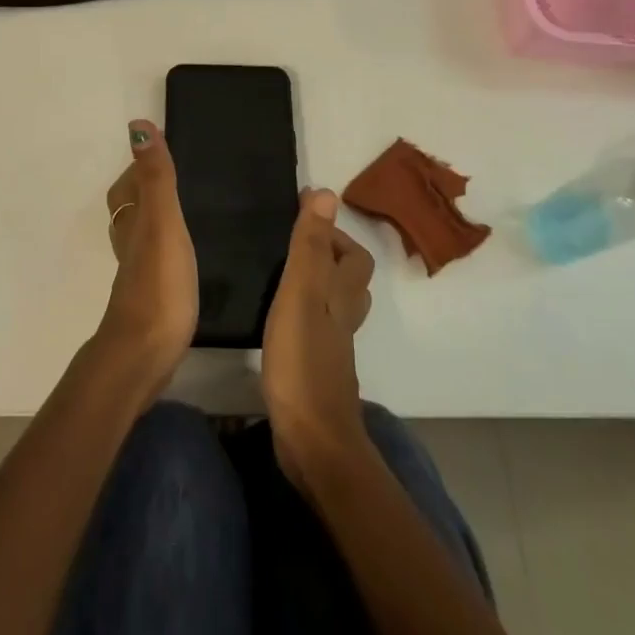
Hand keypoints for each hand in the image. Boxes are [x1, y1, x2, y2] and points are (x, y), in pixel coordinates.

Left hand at [94, 120, 197, 394]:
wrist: (145, 354)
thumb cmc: (158, 283)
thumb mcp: (162, 222)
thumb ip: (156, 177)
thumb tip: (137, 125)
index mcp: (132, 222)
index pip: (127, 185)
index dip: (139, 168)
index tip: (162, 153)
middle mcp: (129, 243)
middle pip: (130, 209)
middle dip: (146, 191)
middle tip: (178, 179)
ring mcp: (138, 273)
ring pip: (141, 235)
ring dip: (155, 220)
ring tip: (184, 212)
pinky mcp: (151, 298)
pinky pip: (155, 261)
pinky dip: (165, 249)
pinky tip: (183, 257)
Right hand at [261, 189, 375, 496]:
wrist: (313, 440)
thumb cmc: (303, 361)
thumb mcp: (300, 294)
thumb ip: (309, 247)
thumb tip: (326, 194)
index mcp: (341, 295)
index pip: (354, 256)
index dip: (334, 234)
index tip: (302, 215)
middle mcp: (343, 318)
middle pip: (350, 281)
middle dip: (328, 257)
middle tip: (291, 244)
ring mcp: (332, 347)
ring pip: (334, 306)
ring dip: (318, 285)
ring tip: (284, 273)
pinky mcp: (316, 371)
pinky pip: (317, 329)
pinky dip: (305, 314)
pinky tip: (280, 319)